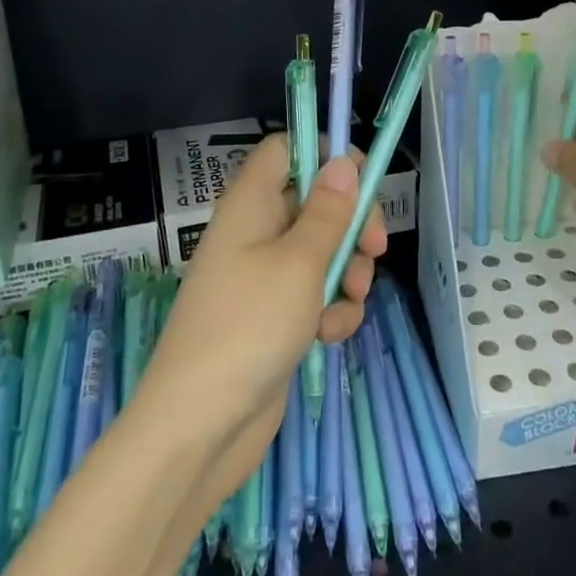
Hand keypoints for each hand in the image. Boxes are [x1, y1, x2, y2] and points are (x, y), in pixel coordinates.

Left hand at [135, 135, 385, 509]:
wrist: (200, 425)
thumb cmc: (249, 326)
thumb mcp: (300, 263)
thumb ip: (328, 211)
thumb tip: (343, 162)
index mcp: (251, 204)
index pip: (286, 150)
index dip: (325, 155)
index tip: (363, 180)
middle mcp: (256, 232)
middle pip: (315, 201)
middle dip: (351, 225)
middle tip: (375, 248)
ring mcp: (264, 276)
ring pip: (323, 252)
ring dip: (348, 275)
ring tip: (347, 304)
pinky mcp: (275, 316)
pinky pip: (316, 294)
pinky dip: (330, 310)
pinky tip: (329, 336)